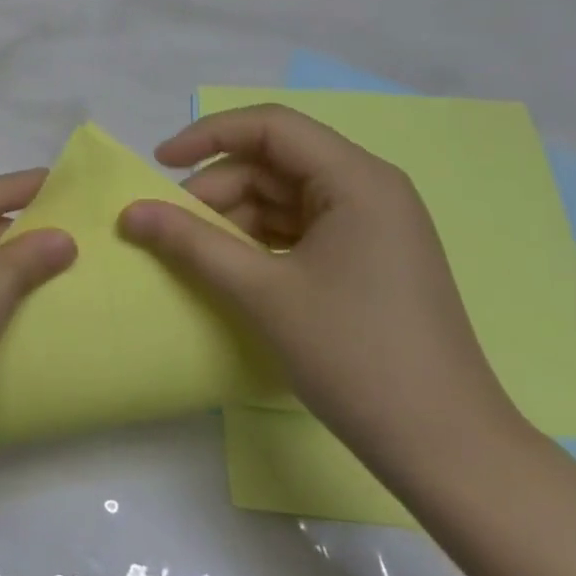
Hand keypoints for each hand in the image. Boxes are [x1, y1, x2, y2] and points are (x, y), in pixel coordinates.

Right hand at [118, 104, 525, 485]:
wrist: (447, 449)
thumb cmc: (355, 356)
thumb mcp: (262, 293)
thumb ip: (191, 242)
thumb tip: (129, 212)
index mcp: (357, 179)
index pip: (271, 126)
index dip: (208, 135)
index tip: (159, 163)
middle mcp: (369, 189)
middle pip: (276, 163)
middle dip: (219, 188)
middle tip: (173, 227)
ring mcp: (373, 225)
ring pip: (286, 197)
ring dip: (237, 217)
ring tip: (200, 254)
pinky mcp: (370, 258)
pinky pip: (302, 228)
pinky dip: (262, 240)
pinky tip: (236, 269)